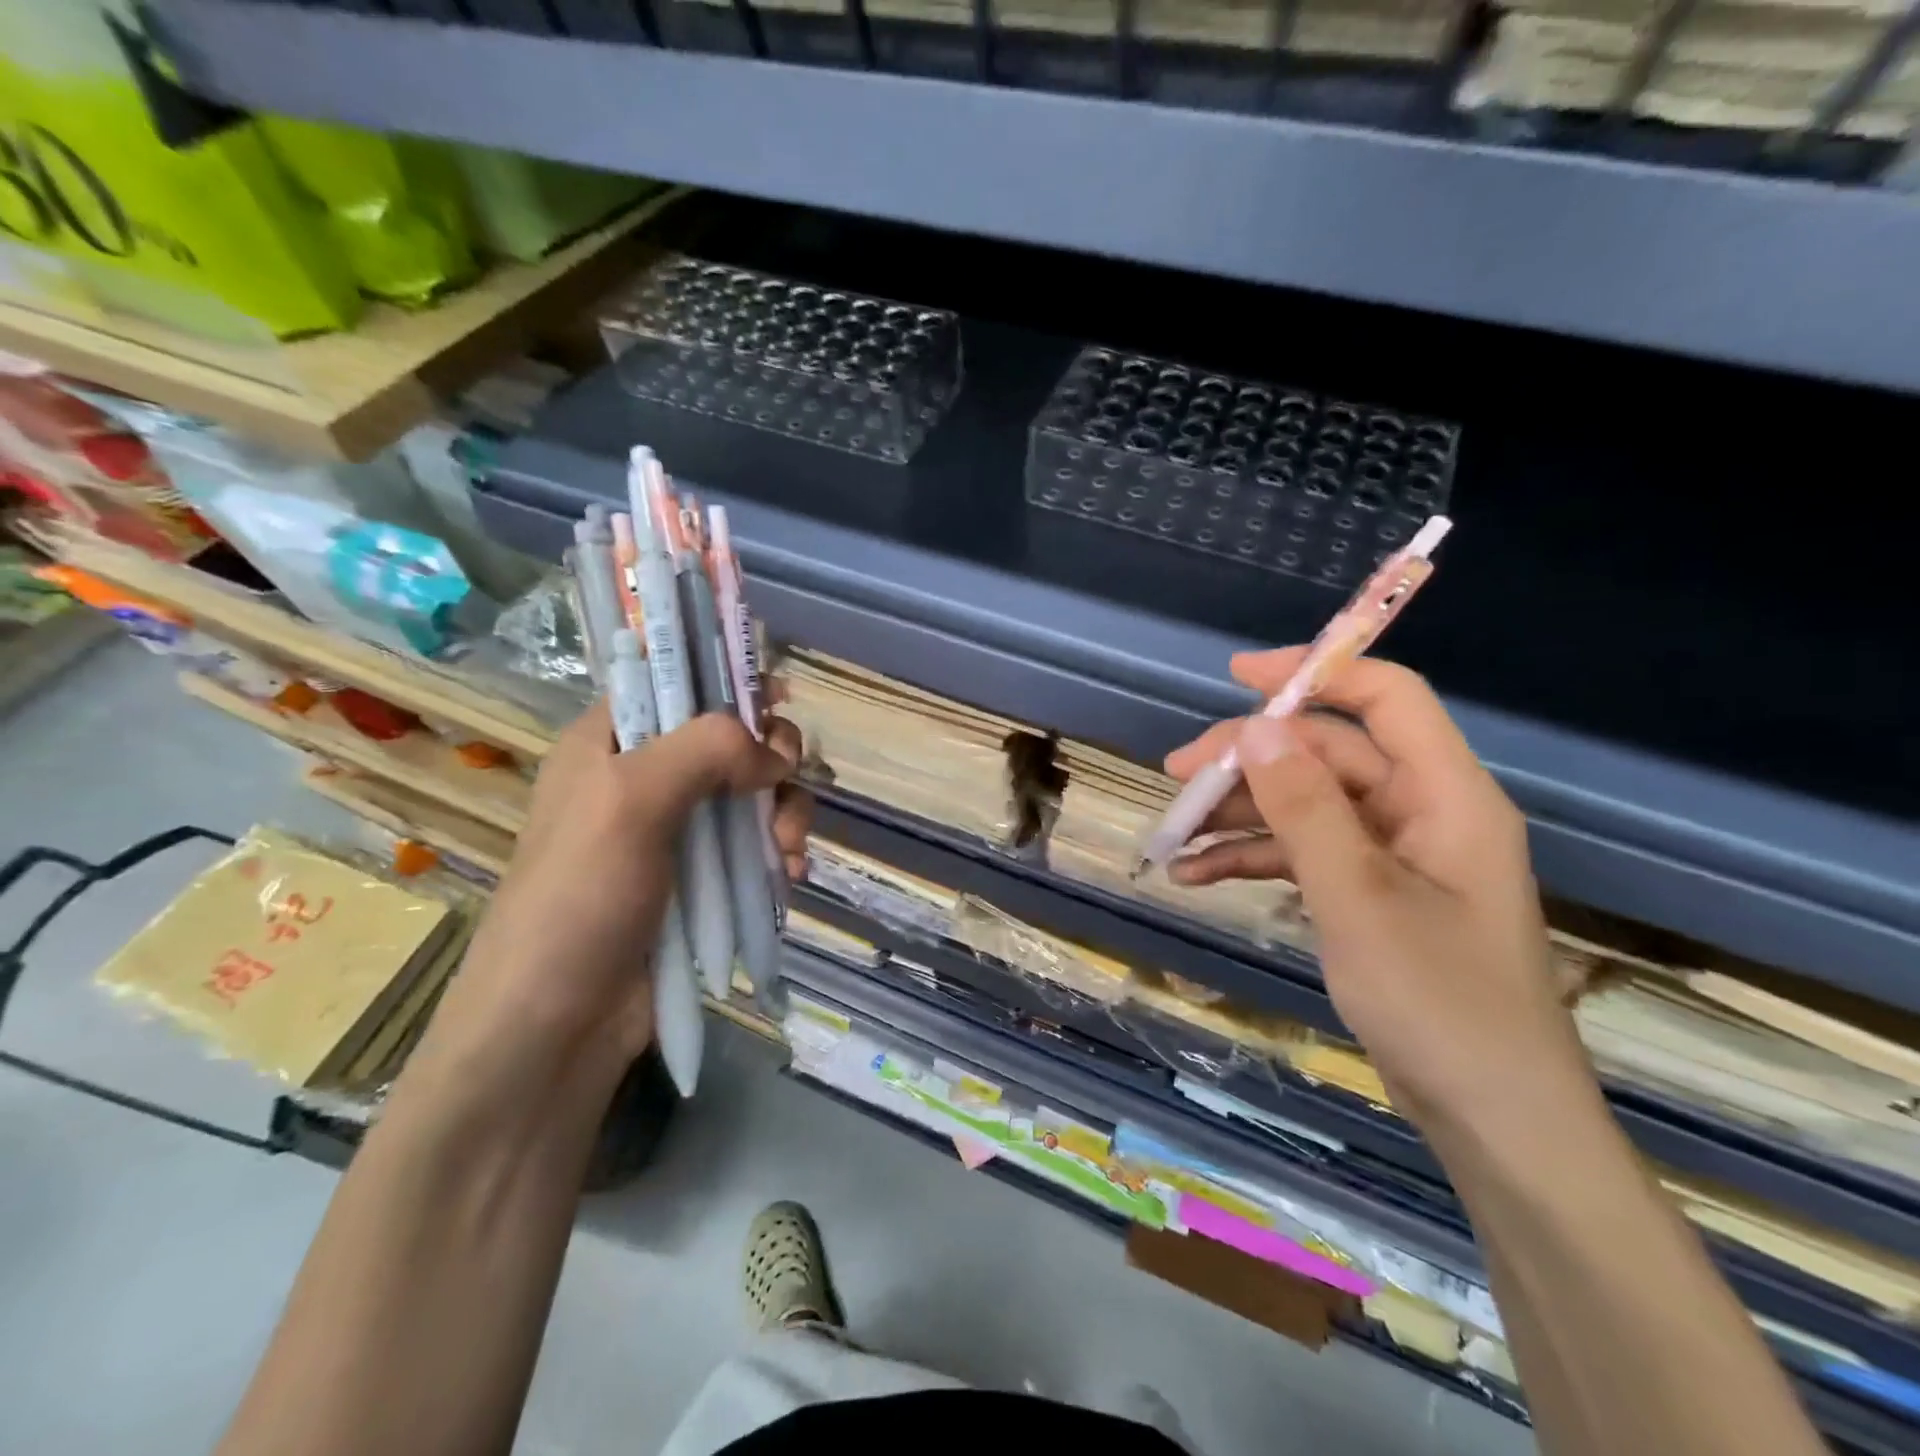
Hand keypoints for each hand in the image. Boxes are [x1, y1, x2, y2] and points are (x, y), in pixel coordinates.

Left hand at [419, 703, 810, 1089]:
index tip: (776, 695)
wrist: (558, 1030)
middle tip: (783, 782)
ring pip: (756, 792)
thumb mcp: (629, 803)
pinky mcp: (705, 879)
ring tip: (785, 853)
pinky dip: (780, 852)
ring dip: (784, 813)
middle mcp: (647, 777)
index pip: (674, 680)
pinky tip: (788, 875)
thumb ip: (705, 750)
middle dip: (771, 758)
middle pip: (732, 737)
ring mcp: (679, 832)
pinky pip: (759, 844)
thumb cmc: (578, 900)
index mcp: (612, 742)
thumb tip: (775, 752)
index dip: (727, 677)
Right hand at [1164, 649, 1586, 1124]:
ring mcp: (1392, 856)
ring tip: (1174, 835)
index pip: (1385, 698)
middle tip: (1178, 776)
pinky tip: (1195, 878)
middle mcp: (1419, 812)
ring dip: (1239, 815)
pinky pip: (1302, 854)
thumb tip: (1258, 729)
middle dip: (1250, 761)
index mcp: (1444, 795)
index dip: (1316, 672)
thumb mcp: (1359, 898)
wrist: (1491, 1119)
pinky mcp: (1369, 894)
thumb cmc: (1439, 1003)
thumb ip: (1306, 809)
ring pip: (1304, 806)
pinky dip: (1251, 859)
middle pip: (1325, 754)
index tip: (1238, 675)